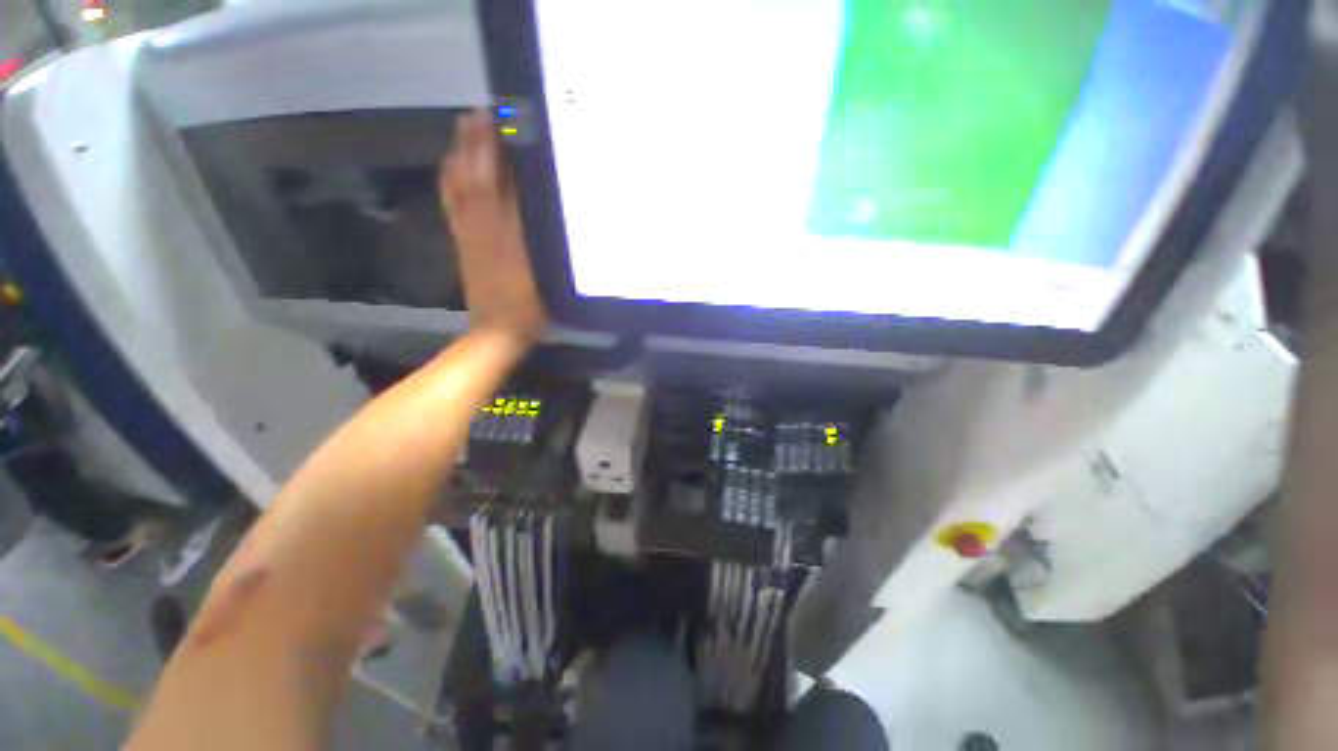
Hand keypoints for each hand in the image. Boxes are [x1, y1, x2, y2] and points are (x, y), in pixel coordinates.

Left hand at [440, 110, 548, 343]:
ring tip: (464, 128)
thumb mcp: (548, 275)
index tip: (503, 122)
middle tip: (481, 112)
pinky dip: (448, 181)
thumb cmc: (531, 306)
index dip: (500, 151)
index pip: (503, 182)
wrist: (497, 329)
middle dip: (477, 142)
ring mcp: (469, 233)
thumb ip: (546, 242)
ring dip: (460, 154)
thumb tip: (548, 207)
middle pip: (477, 176)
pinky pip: (450, 204)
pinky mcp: (461, 242)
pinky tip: (450, 166)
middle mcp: (485, 226)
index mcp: (508, 232)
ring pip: (460, 185)